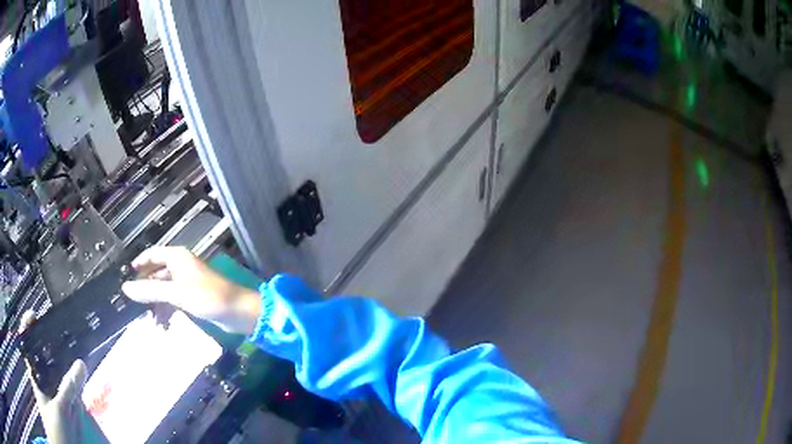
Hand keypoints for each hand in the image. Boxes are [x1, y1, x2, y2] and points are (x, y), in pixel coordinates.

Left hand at [19, 312, 86, 443]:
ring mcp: (50, 394)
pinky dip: (66, 377)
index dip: (27, 328)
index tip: (34, 315)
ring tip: (66, 347)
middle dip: (44, 341)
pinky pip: (62, 385)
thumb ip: (69, 389)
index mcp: (34, 377)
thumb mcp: (62, 411)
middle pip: (38, 355)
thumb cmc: (59, 429)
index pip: (26, 345)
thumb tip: (80, 364)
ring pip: (50, 371)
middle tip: (54, 329)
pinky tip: (74, 373)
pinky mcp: (60, 405)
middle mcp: (40, 382)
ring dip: (57, 360)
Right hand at [122, 246, 260, 333]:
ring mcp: (187, 282)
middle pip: (157, 272)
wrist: (238, 312)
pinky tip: (162, 323)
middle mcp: (181, 266)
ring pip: (165, 289)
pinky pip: (174, 300)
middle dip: (146, 287)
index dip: (139, 264)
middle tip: (133, 302)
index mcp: (177, 257)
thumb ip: (151, 291)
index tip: (126, 277)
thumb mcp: (176, 293)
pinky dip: (167, 309)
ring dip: (156, 302)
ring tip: (148, 318)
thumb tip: (125, 288)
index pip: (152, 254)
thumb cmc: (208, 297)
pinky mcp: (193, 297)